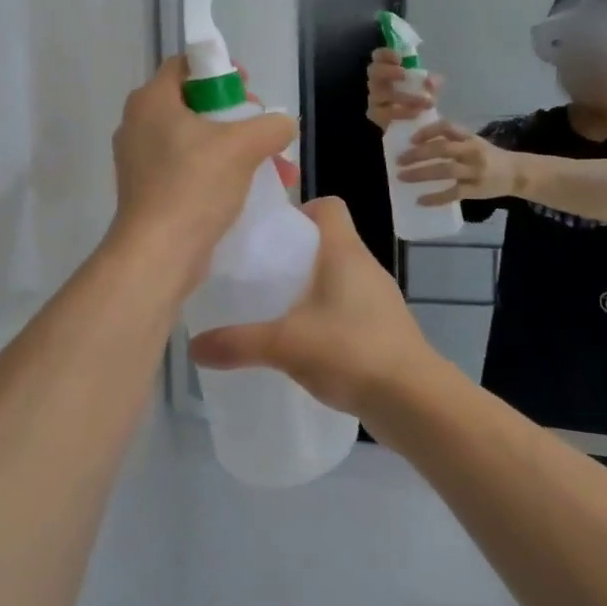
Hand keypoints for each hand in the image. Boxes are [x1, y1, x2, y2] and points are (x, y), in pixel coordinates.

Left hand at [109, 58, 295, 287]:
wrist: (158, 254)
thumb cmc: (194, 185)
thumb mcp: (243, 146)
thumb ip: (271, 126)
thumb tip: (283, 124)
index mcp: (151, 101)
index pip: (185, 65)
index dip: (220, 71)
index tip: (248, 89)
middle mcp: (138, 125)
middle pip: (194, 104)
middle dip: (236, 116)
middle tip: (262, 130)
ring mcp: (140, 161)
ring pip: (195, 140)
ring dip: (234, 148)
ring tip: (271, 167)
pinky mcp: (148, 191)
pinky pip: (188, 169)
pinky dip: (218, 172)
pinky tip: (250, 190)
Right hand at [189, 199, 439, 418]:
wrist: (414, 399)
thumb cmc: (351, 351)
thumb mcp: (286, 345)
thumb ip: (238, 343)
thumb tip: (193, 347)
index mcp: (344, 251)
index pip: (328, 206)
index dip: (300, 210)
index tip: (270, 234)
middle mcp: (365, 265)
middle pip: (328, 241)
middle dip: (293, 253)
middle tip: (259, 274)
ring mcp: (378, 297)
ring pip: (338, 276)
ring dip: (310, 286)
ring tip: (275, 309)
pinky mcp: (383, 327)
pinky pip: (348, 306)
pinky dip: (326, 314)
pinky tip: (303, 342)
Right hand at [366, 48, 443, 130]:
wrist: (413, 122)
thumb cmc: (417, 97)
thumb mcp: (427, 87)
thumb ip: (430, 82)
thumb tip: (431, 82)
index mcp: (387, 68)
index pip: (379, 56)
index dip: (386, 54)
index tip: (399, 58)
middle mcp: (377, 82)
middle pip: (373, 71)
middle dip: (388, 71)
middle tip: (403, 74)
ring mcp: (374, 98)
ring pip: (379, 94)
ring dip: (404, 96)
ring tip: (425, 101)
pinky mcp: (376, 115)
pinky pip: (385, 113)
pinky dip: (402, 112)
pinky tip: (416, 113)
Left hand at [397, 121, 520, 204]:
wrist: (517, 173)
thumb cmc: (489, 156)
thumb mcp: (473, 141)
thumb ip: (452, 140)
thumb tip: (418, 141)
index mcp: (469, 137)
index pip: (447, 128)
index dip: (427, 131)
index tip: (410, 139)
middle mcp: (472, 151)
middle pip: (442, 149)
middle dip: (418, 154)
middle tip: (399, 160)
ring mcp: (474, 171)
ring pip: (445, 170)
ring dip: (421, 173)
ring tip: (402, 177)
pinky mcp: (476, 190)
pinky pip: (453, 193)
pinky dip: (435, 198)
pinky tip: (419, 200)